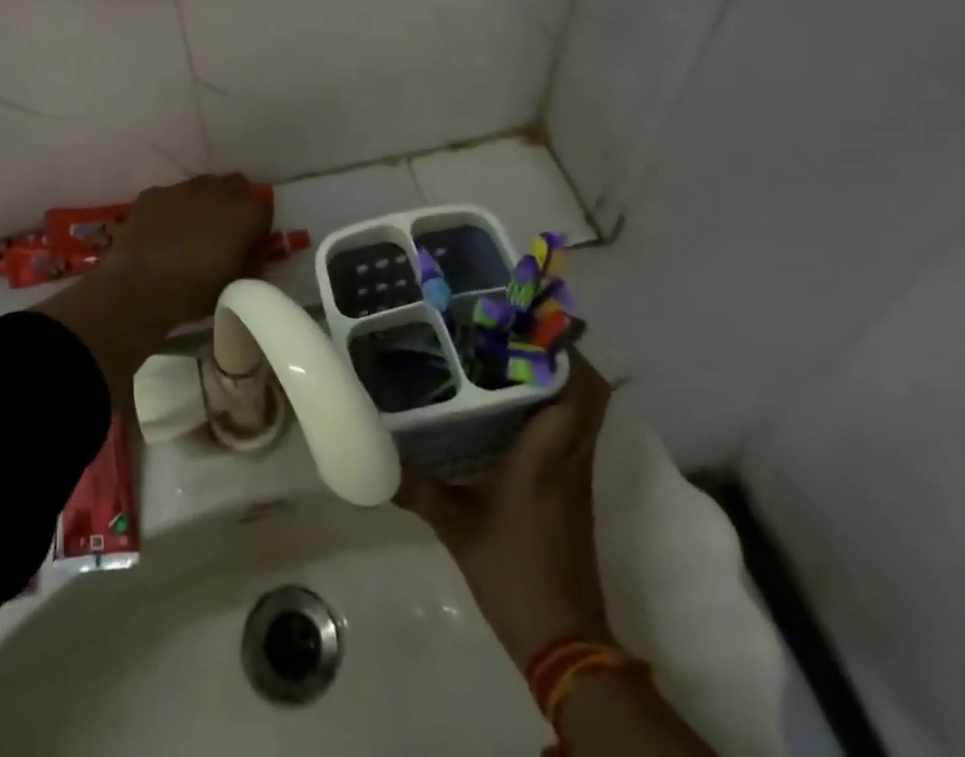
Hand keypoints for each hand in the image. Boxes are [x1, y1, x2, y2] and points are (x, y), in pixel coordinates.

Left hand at [101, 174, 269, 327]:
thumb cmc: (194, 290)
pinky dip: (173, 209)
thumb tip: (254, 255)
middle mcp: (218, 190)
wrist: (138, 285)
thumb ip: (252, 264)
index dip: (259, 227)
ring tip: (191, 232)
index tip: (250, 245)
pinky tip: (162, 232)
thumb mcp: (235, 285)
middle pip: (237, 187)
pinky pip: (172, 196)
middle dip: (235, 204)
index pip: (265, 208)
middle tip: (224, 232)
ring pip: (203, 187)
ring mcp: (184, 188)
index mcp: (245, 213)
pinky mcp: (155, 192)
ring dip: (205, 203)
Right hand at [396, 355, 613, 667]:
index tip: (530, 324)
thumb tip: (375, 459)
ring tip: (511, 359)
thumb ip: (416, 486)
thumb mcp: (455, 526)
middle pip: (589, 394)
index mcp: (545, 456)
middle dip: (563, 357)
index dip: (563, 353)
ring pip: (585, 413)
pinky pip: (574, 434)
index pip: (575, 391)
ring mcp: (576, 476)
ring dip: (560, 382)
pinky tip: (515, 409)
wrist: (563, 640)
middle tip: (518, 334)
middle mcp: (569, 457)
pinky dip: (556, 411)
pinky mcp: (575, 492)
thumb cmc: (510, 572)